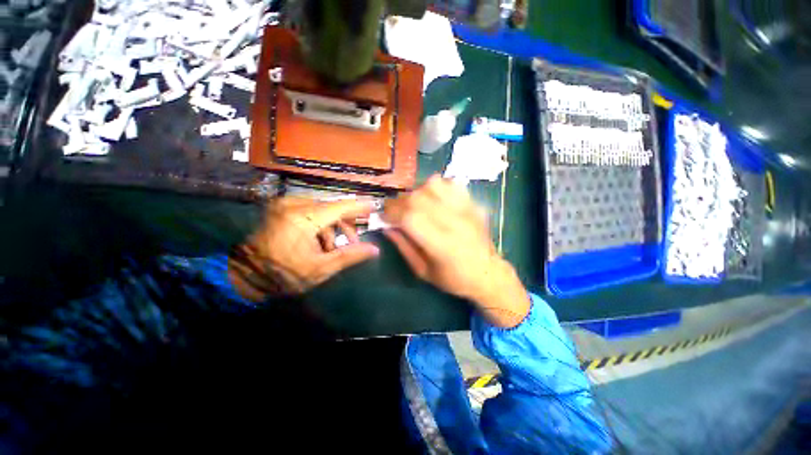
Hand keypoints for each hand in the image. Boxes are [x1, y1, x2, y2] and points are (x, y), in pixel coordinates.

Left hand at [228, 198, 379, 300]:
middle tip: (353, 242)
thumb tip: (375, 249)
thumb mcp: (321, 268)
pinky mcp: (281, 207)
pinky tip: (318, 240)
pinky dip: (319, 223)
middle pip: (331, 208)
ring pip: (321, 209)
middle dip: (345, 224)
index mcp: (303, 219)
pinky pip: (310, 209)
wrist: (246, 275)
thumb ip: (350, 255)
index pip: (339, 207)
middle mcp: (293, 205)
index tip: (374, 206)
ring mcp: (285, 204)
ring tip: (331, 247)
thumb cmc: (284, 274)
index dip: (358, 206)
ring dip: (332, 226)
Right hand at [382, 175, 529, 327]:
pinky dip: (436, 187)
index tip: (383, 217)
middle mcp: (455, 222)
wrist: (488, 273)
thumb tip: (386, 226)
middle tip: (395, 211)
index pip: (410, 217)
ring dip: (417, 192)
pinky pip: (450, 183)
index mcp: (442, 245)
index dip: (392, 213)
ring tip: (415, 204)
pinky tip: (433, 199)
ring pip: (433, 184)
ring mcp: (466, 209)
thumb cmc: (453, 278)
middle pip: (418, 198)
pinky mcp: (473, 203)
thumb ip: (403, 247)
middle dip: (399, 202)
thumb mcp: (422, 271)